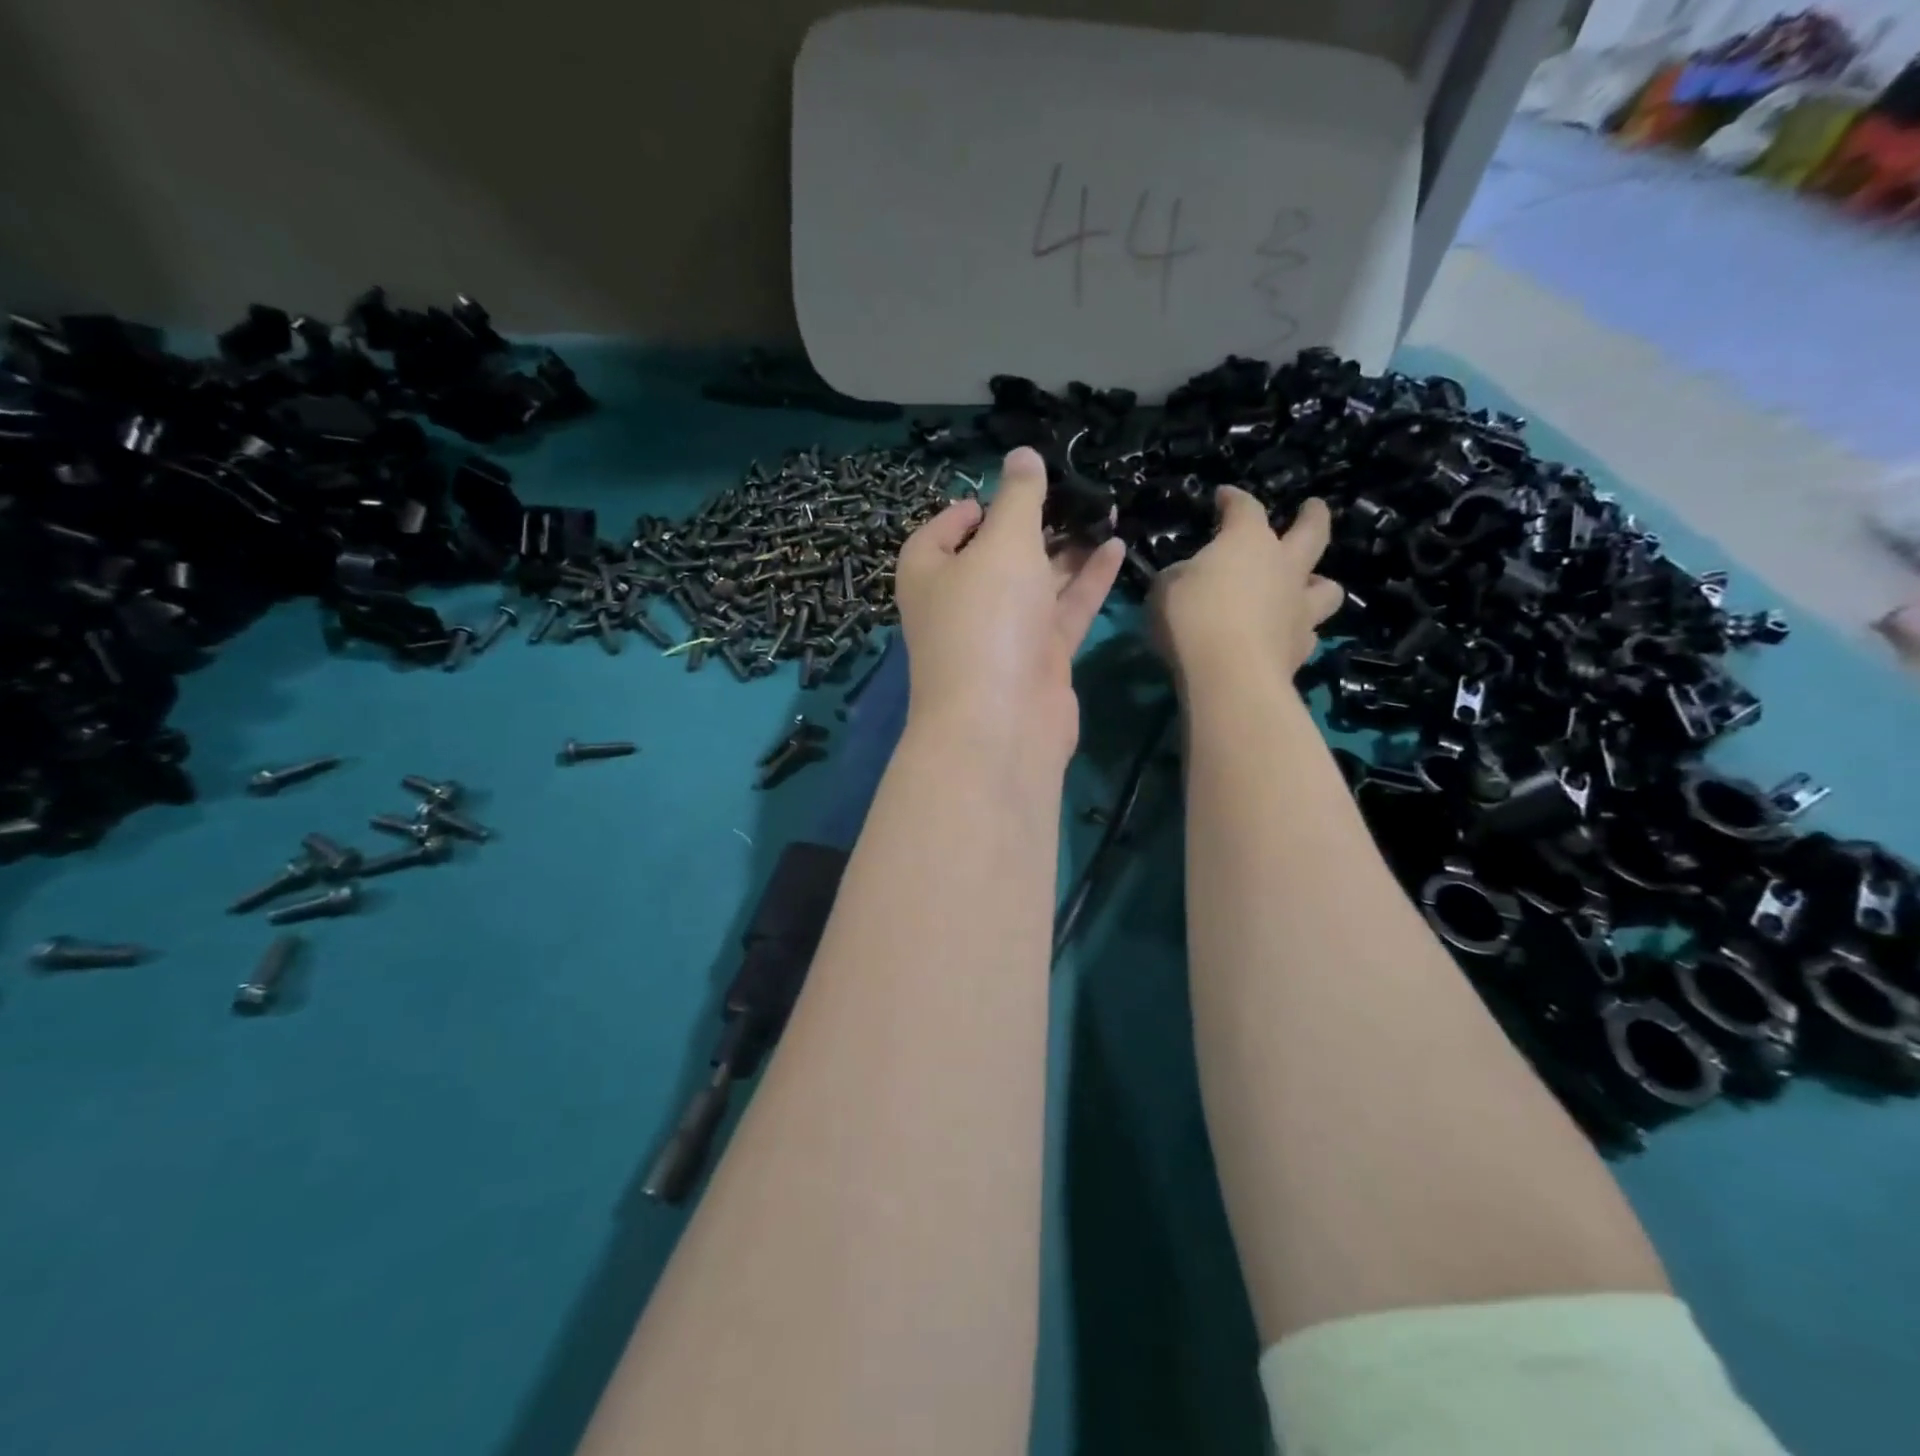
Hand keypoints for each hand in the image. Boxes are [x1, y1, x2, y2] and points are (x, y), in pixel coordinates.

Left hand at [896, 447, 1124, 769]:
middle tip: (1075, 492)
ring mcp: (1001, 633)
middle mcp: (961, 602)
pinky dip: (1086, 581)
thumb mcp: (1002, 544)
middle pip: (997, 553)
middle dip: (1034, 523)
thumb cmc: (987, 619)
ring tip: (1105, 508)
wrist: (1002, 722)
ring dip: (1067, 549)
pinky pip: (1063, 610)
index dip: (974, 506)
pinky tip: (1116, 547)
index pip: (944, 529)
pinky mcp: (1038, 658)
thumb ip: (1018, 497)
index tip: (1013, 487)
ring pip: (1035, 581)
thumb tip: (1022, 454)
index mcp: (930, 572)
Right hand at [1150, 489, 1342, 689]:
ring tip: (1307, 587)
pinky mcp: (1301, 650)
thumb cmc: (1191, 618)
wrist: (1229, 675)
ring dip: (1318, 583)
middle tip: (1313, 508)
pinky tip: (1284, 636)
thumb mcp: (1165, 588)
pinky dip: (1298, 631)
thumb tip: (1190, 576)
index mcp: (1248, 542)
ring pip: (1327, 587)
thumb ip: (1181, 576)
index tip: (1223, 497)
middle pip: (1312, 532)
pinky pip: (1307, 633)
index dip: (1233, 499)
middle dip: (1313, 517)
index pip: (1245, 508)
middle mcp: (1284, 567)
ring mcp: (1299, 609)